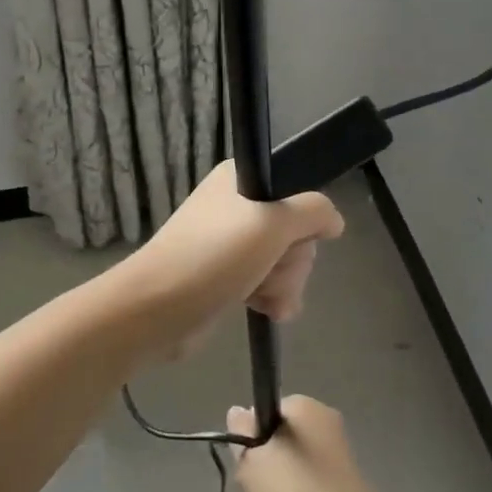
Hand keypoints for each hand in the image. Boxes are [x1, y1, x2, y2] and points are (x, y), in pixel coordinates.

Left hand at [114, 161, 343, 358]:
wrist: (156, 309)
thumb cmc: (214, 256)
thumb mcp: (272, 224)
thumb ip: (313, 212)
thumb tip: (335, 220)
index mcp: (241, 180)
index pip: (296, 191)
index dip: (303, 220)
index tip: (295, 237)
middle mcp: (237, 206)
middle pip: (294, 231)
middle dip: (292, 260)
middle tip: (270, 269)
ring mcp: (231, 244)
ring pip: (285, 261)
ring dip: (283, 284)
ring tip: (263, 297)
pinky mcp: (227, 278)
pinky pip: (268, 283)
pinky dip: (271, 298)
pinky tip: (266, 312)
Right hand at [227, 396, 380, 491]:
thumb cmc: (292, 488)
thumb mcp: (251, 458)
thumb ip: (240, 431)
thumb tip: (239, 411)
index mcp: (303, 406)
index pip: (266, 411)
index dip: (250, 436)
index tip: (244, 462)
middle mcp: (323, 421)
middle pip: (279, 440)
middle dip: (262, 466)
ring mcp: (337, 452)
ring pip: (293, 466)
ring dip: (275, 489)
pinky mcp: (344, 481)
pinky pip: (309, 485)